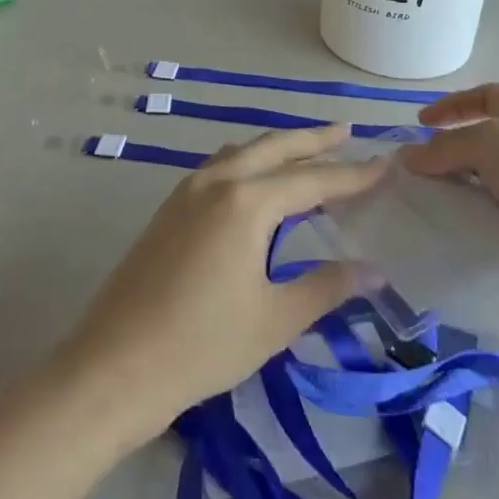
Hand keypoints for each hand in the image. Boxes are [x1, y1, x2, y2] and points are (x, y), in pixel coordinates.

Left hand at [54, 123, 387, 445]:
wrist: (113, 367)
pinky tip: (256, 180)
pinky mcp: (169, 208)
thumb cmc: (201, 345)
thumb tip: (374, 271)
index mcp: (246, 202)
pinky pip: (220, 167)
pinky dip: (250, 161)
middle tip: (347, 131)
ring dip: (278, 146)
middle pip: (274, 148)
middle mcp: (217, 181)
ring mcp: (187, 191)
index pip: (312, 180)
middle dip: (313, 139)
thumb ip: (326, 287)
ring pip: (243, 152)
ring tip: (307, 149)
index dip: (352, 174)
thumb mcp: (274, 319)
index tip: (385, 164)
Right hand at [405, 83, 498, 308]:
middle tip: (413, 177)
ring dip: (456, 197)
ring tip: (422, 209)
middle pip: (481, 146)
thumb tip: (409, 156)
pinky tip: (449, 238)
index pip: (485, 97)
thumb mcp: (492, 145)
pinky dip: (473, 229)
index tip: (420, 123)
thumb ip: (446, 149)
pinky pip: (496, 225)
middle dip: (447, 158)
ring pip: (485, 188)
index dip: (453, 105)